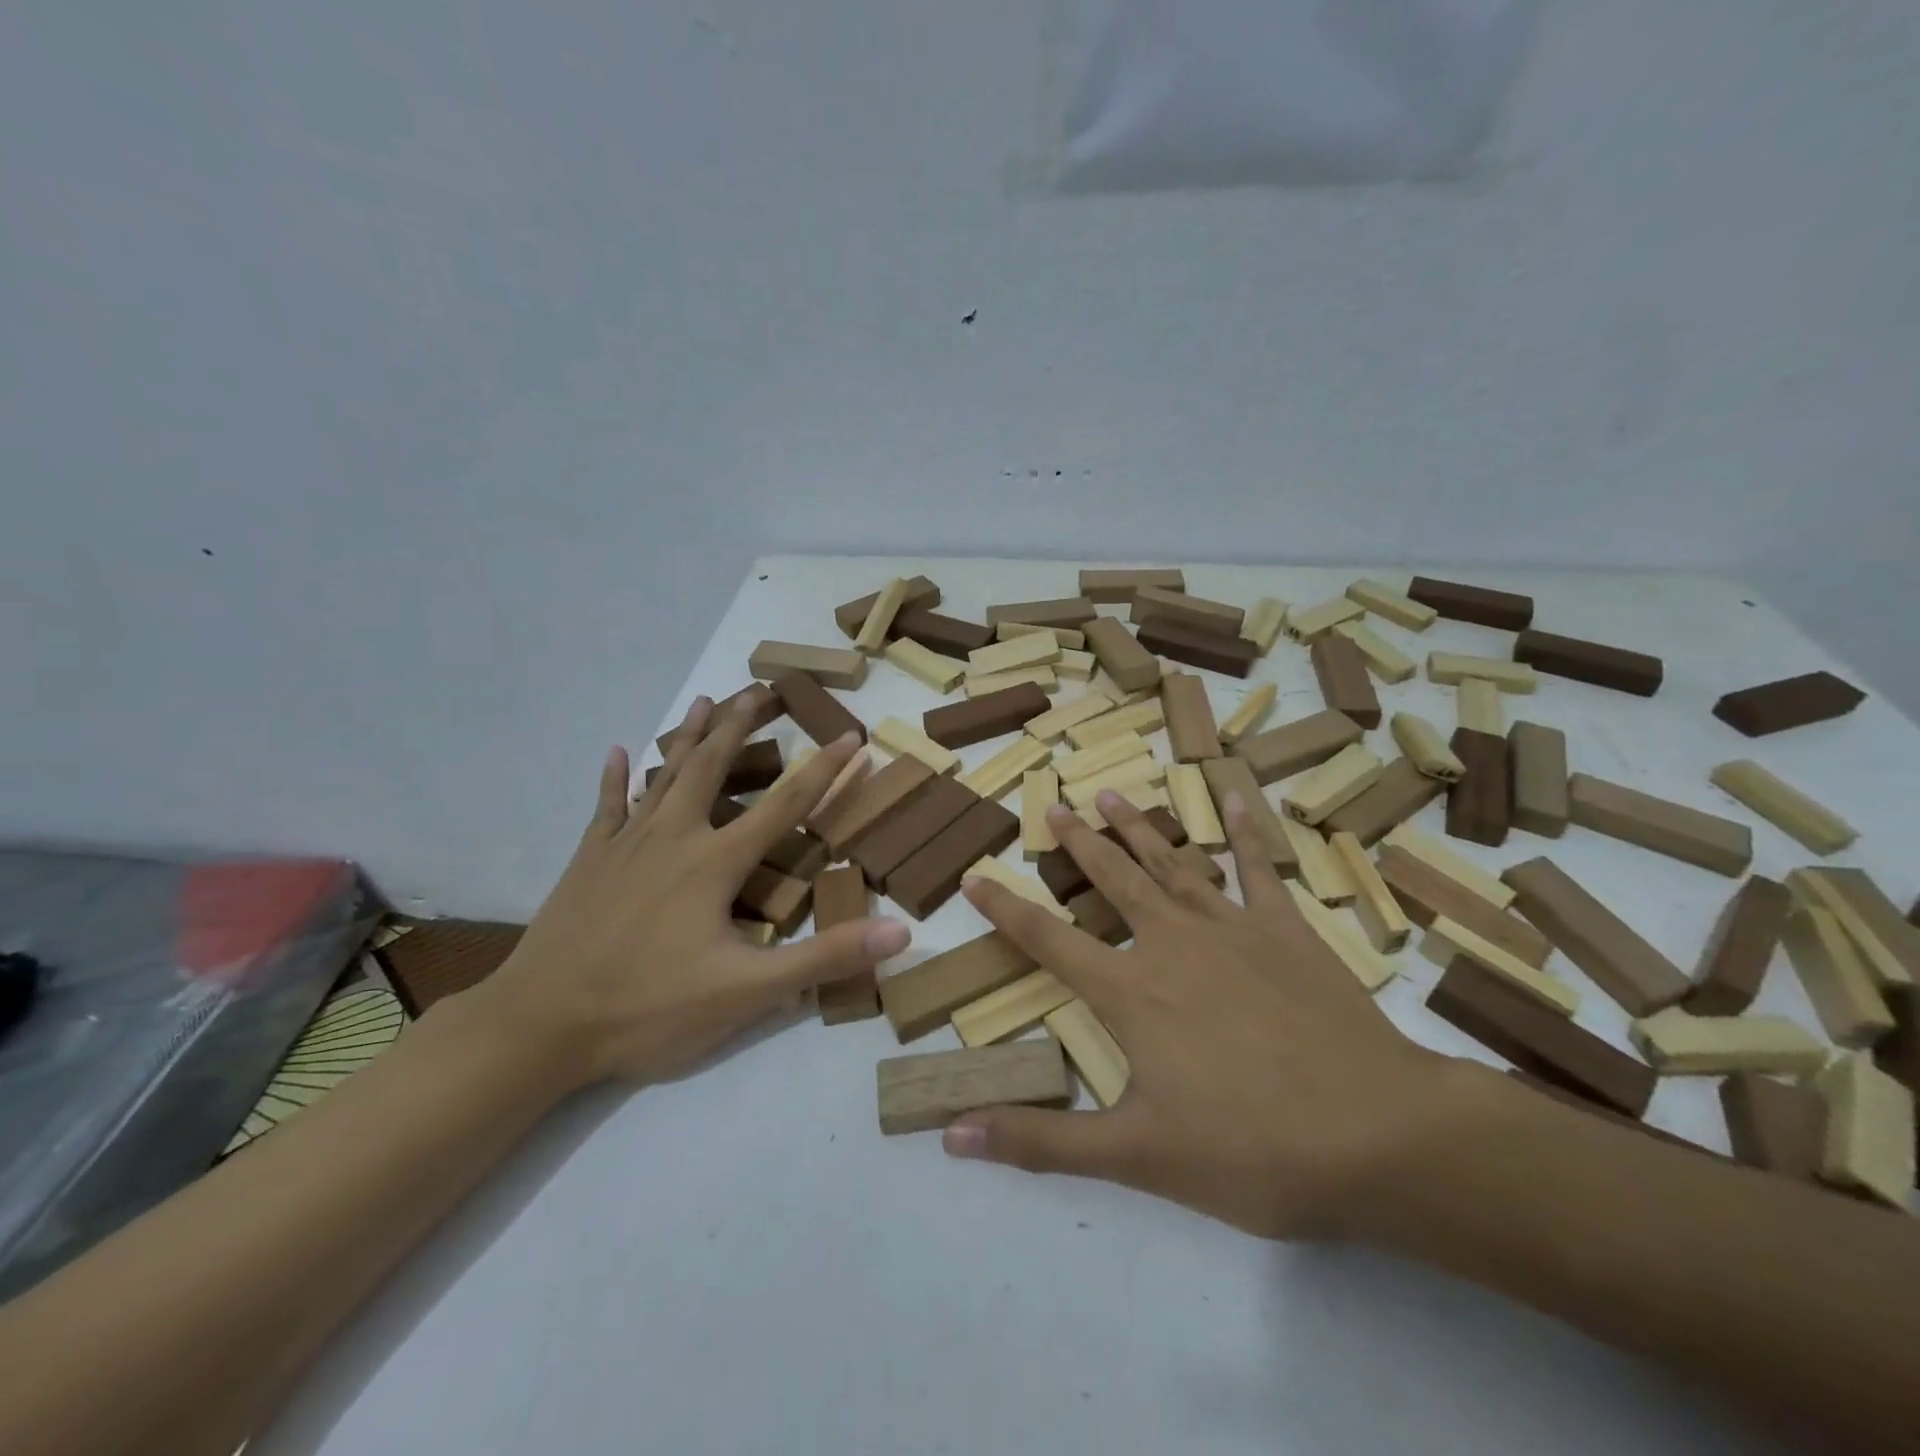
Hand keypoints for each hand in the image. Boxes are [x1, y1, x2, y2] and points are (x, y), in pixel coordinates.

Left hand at [469, 695, 910, 1088]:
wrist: (539, 1027)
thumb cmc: (649, 1008)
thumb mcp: (747, 992)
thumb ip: (824, 959)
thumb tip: (899, 934)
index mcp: (715, 862)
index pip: (786, 804)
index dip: (825, 770)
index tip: (852, 736)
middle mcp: (673, 837)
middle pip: (713, 766)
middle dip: (742, 725)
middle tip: (761, 688)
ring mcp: (625, 845)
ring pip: (665, 775)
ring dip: (690, 735)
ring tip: (707, 700)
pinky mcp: (588, 861)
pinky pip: (606, 806)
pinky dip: (615, 777)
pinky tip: (617, 751)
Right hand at [942, 792, 1463, 1239]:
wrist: (1377, 1135)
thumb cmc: (1251, 1150)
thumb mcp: (1135, 1157)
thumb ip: (1040, 1142)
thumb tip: (951, 1135)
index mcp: (1130, 992)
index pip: (1048, 940)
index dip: (1005, 909)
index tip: (975, 877)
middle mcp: (1171, 944)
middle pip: (1112, 880)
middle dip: (1078, 843)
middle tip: (1054, 806)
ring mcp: (1232, 929)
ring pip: (1171, 863)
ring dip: (1138, 828)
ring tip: (1111, 794)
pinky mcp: (1286, 930)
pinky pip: (1259, 868)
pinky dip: (1245, 831)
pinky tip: (1232, 797)